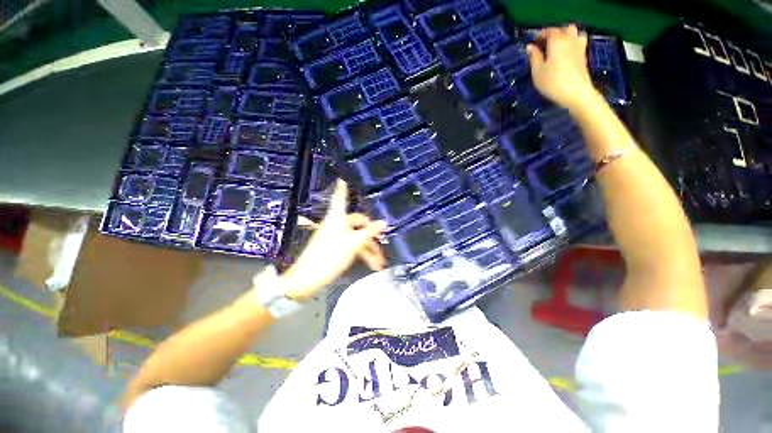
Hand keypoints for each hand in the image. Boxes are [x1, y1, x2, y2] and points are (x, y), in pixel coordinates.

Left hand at [279, 180, 387, 298]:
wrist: (308, 278)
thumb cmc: (330, 256)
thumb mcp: (354, 244)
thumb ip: (370, 232)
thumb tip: (384, 222)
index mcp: (338, 218)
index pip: (340, 199)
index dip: (342, 190)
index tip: (342, 180)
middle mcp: (337, 225)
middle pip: (358, 224)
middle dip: (371, 237)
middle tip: (382, 246)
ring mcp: (336, 237)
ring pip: (357, 238)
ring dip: (369, 250)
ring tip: (379, 263)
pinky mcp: (335, 248)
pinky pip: (352, 247)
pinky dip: (362, 254)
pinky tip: (372, 264)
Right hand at [527, 25, 598, 110]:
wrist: (575, 93)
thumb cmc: (552, 82)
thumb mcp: (537, 72)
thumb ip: (534, 57)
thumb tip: (530, 47)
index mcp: (556, 41)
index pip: (548, 31)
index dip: (540, 35)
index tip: (533, 42)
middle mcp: (569, 39)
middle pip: (563, 29)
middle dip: (554, 33)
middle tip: (545, 44)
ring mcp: (579, 46)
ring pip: (574, 33)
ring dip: (566, 35)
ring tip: (558, 46)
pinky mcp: (583, 55)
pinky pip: (579, 41)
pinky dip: (573, 42)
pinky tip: (567, 52)